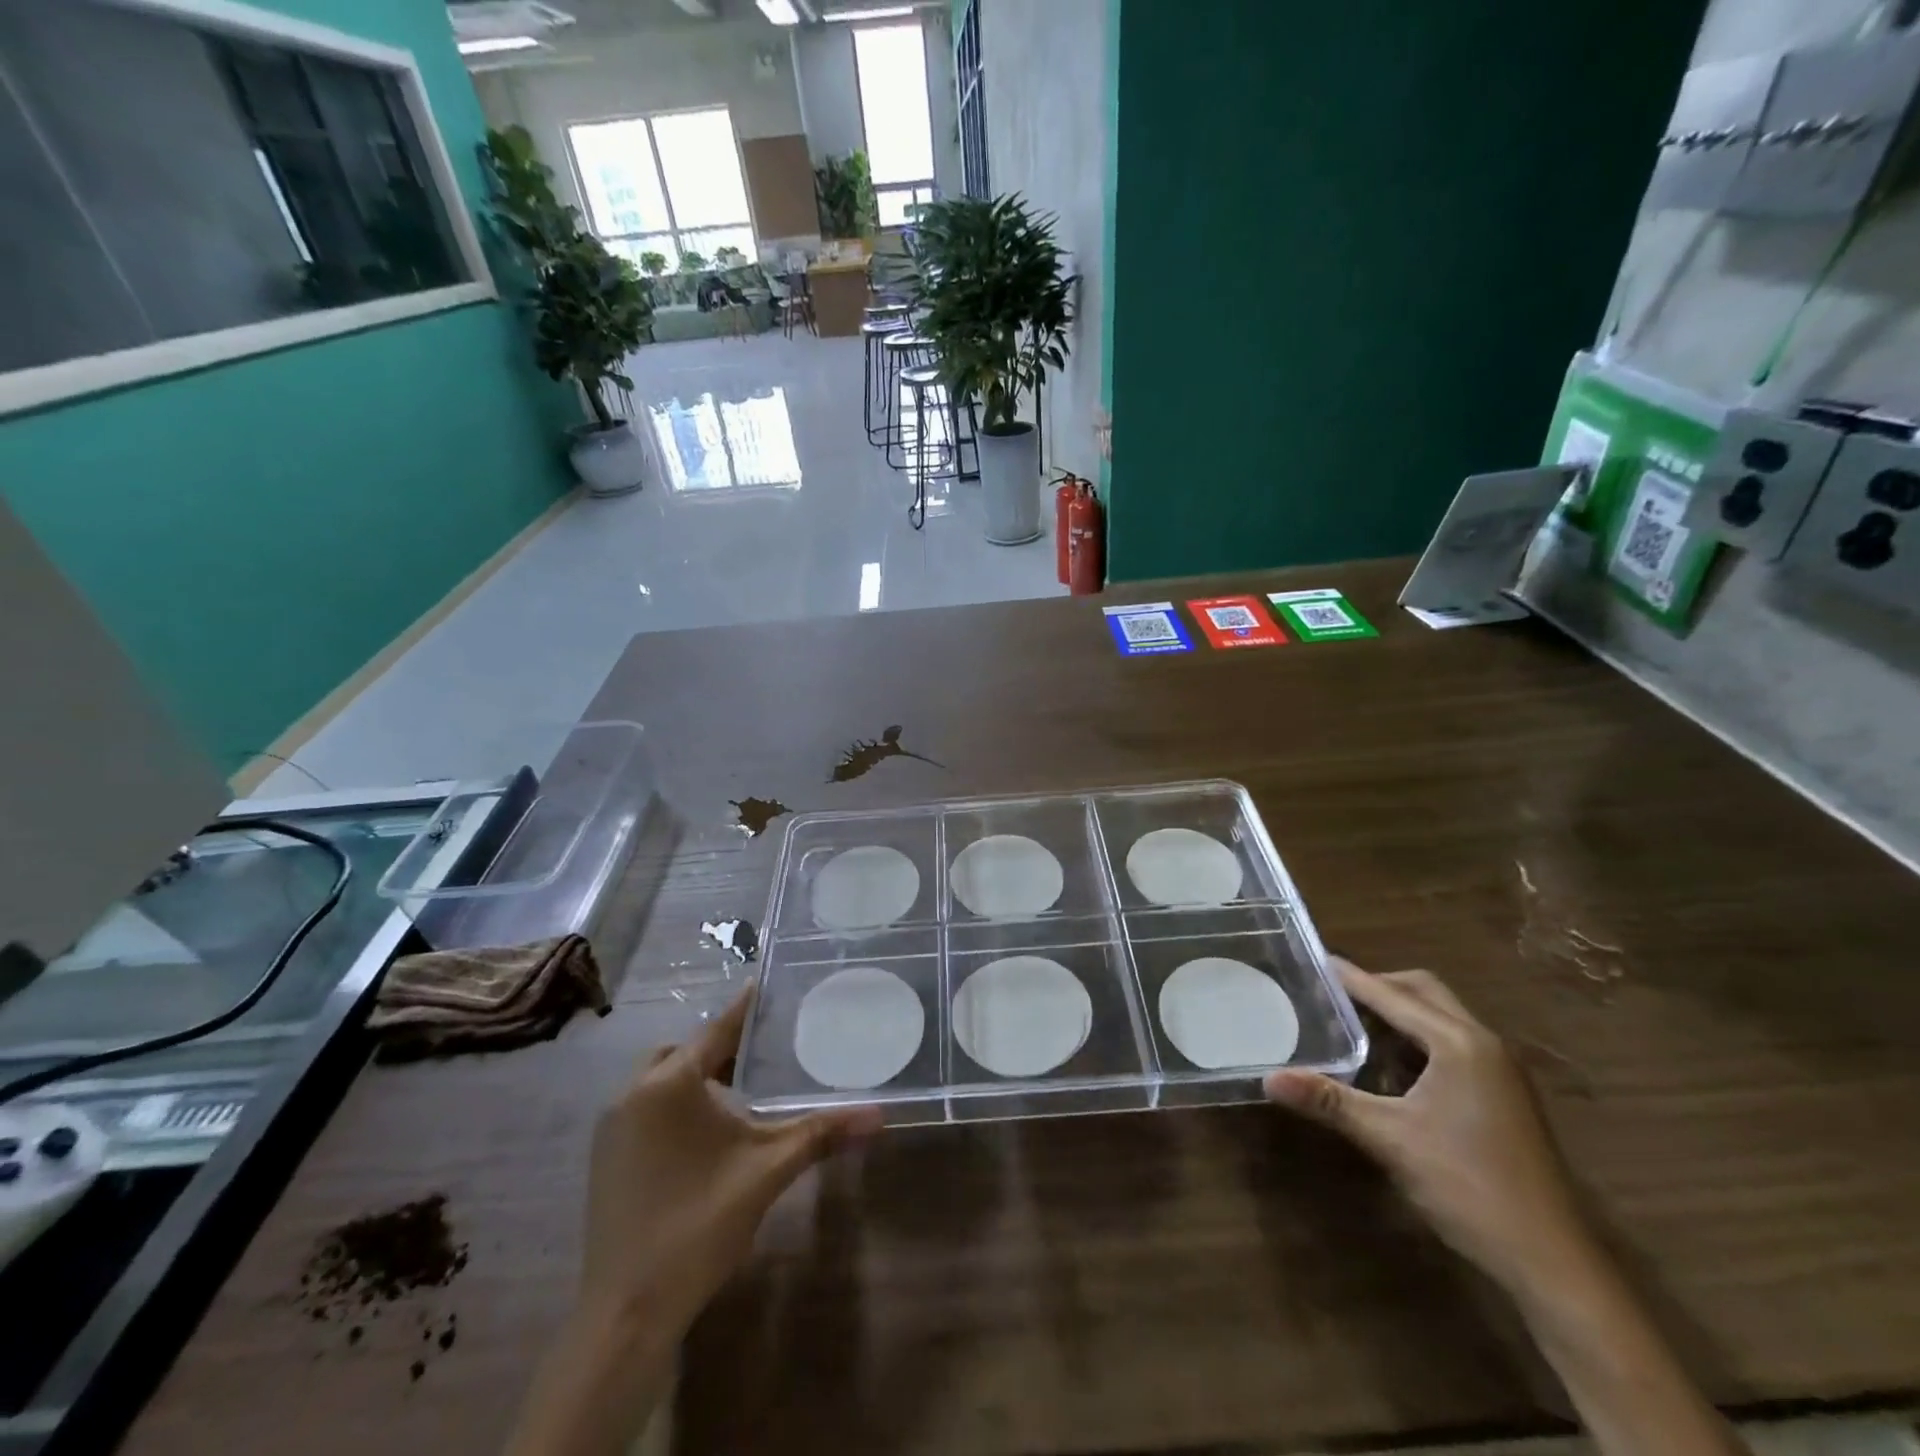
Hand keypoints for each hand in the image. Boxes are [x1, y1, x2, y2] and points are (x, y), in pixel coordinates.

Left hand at [507, 996, 877, 1455]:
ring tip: (740, 1091)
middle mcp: (633, 1093)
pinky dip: (675, 1103)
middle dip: (720, 1048)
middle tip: (761, 1055)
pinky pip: (644, 1107)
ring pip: (660, 1079)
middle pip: (684, 1050)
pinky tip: (705, 1133)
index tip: (769, 984)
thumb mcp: (767, 1171)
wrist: (626, 1313)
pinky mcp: (605, 1156)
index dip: (746, 1008)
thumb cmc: (699, 1226)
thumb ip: (822, 1133)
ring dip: (696, 1077)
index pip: (717, 1029)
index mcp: (669, 1083)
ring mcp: (612, 1127)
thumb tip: (880, 1114)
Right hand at [1264, 959, 1589, 1294]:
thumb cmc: (1468, 1186)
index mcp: (1459, 1043)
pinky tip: (1391, 1068)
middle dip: (1379, 986)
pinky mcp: (1505, 1096)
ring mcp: (1501, 1071)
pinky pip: (1454, 1044)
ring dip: (1400, 1013)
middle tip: (1332, 994)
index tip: (1313, 961)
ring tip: (1353, 1024)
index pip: (1393, 995)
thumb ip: (1328, 1101)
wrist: (1552, 1262)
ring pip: (1442, 1018)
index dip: (1351, 978)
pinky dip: (1419, 1039)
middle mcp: (1485, 1044)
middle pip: (1424, 992)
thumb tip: (1268, 1078)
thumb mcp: (1388, 1139)